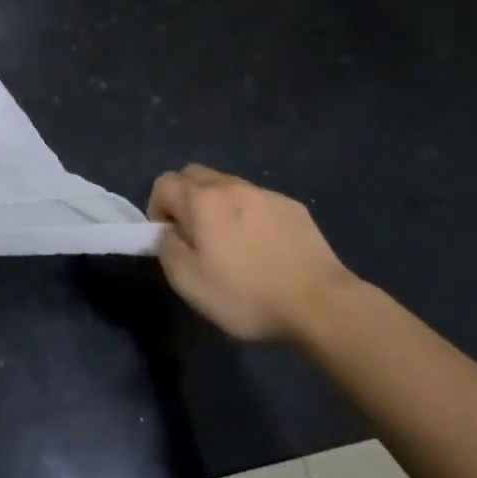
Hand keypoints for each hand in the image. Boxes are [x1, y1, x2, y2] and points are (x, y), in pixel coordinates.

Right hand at [147, 165, 356, 341]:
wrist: (319, 302)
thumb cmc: (246, 294)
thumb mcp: (189, 283)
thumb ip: (167, 248)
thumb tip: (168, 232)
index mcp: (201, 200)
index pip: (163, 183)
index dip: (157, 209)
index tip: (170, 240)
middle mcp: (230, 186)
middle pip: (193, 174)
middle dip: (184, 198)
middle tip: (194, 236)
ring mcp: (264, 193)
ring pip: (226, 185)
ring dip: (217, 205)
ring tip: (231, 243)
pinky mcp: (291, 206)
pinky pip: (256, 200)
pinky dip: (248, 214)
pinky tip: (263, 248)